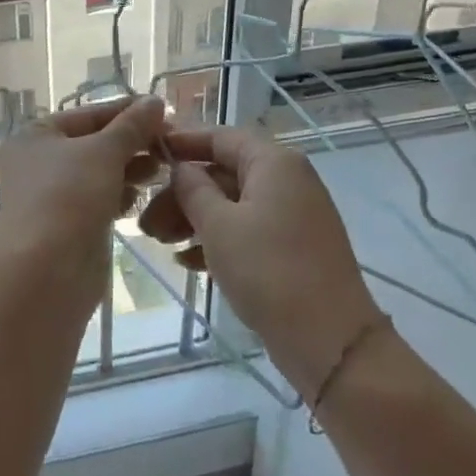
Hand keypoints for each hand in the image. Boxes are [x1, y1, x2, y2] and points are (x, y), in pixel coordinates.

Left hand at [0, 97, 165, 267]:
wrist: (46, 270)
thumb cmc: (69, 197)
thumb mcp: (104, 152)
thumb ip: (132, 126)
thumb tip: (154, 101)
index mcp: (37, 134)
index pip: (90, 114)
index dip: (129, 112)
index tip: (167, 115)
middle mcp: (39, 160)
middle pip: (95, 143)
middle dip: (132, 143)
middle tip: (170, 147)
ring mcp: (52, 194)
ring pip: (99, 172)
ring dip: (130, 169)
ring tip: (161, 169)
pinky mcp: (67, 223)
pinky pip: (98, 199)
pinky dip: (119, 195)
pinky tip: (140, 197)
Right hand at [139, 125, 382, 396]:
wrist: (329, 339)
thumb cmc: (268, 270)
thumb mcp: (218, 225)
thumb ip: (193, 189)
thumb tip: (180, 169)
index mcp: (274, 163)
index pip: (220, 136)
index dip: (182, 142)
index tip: (147, 153)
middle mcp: (287, 180)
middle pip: (223, 173)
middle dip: (181, 194)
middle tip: (146, 221)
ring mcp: (293, 215)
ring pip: (232, 204)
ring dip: (193, 219)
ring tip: (160, 243)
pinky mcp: (292, 247)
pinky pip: (247, 230)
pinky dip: (217, 239)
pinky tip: (187, 262)